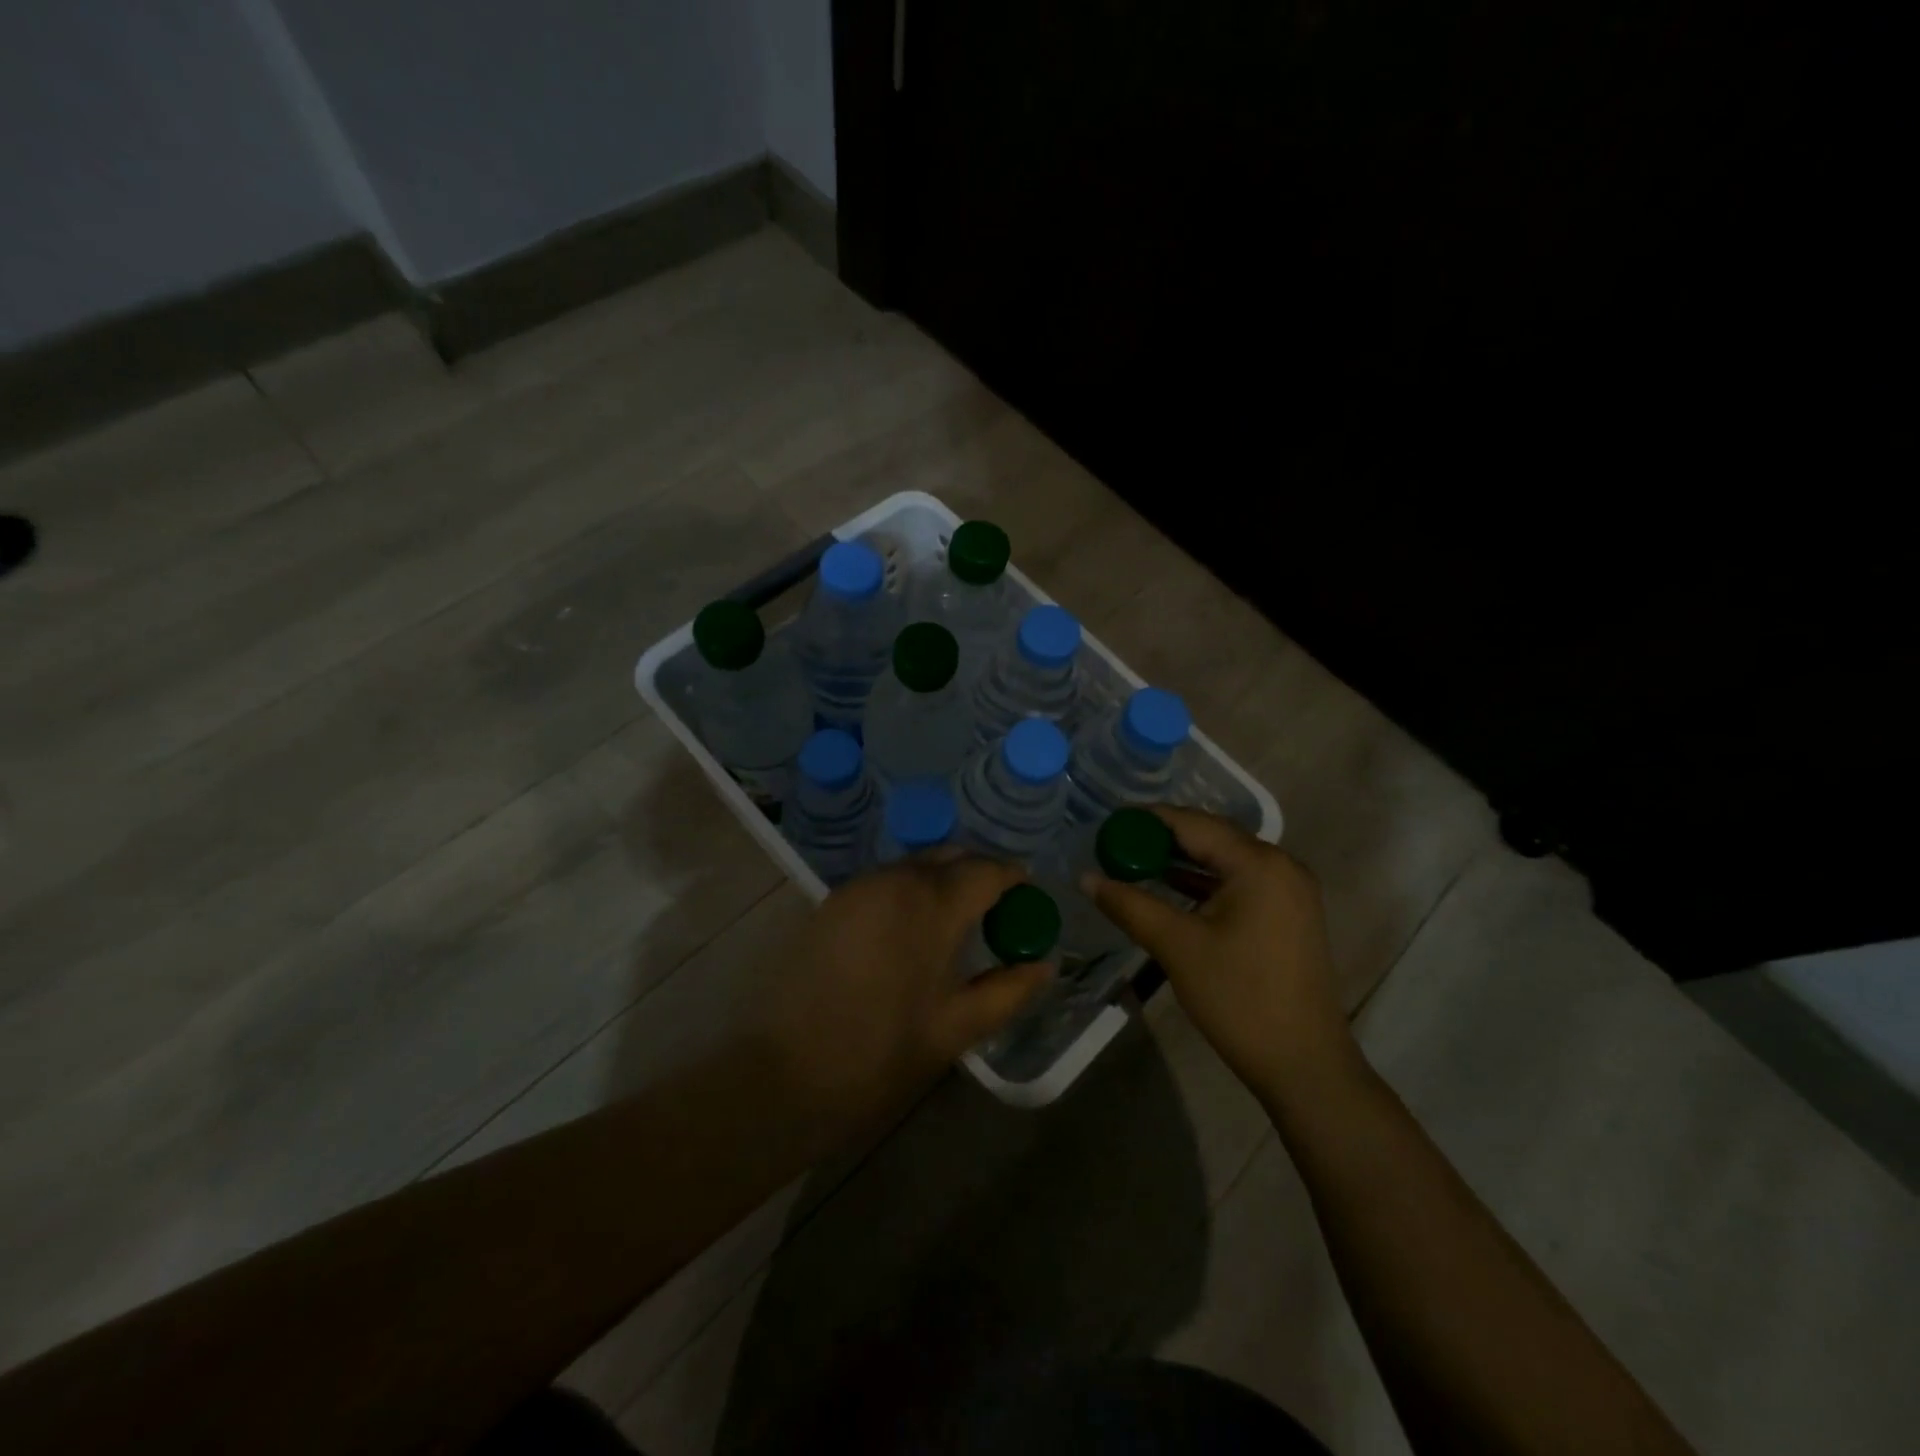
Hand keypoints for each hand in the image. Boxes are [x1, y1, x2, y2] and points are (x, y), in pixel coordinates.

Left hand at [749, 853, 1053, 1130]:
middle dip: (980, 875)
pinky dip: (911, 891)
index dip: (1014, 879)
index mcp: (931, 903)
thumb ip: (1008, 990)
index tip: (1028, 899)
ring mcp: (858, 886)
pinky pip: (886, 881)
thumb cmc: (880, 1053)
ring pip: (916, 866)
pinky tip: (913, 930)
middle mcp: (895, 879)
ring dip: (944, 881)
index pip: (987, 870)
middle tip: (998, 912)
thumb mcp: (956, 1028)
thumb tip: (1044, 965)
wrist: (784, 1072)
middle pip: (951, 857)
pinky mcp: (832, 901)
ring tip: (958, 923)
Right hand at [1084, 806, 1363, 1105]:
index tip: (1108, 824)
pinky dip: (1203, 883)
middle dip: (1162, 838)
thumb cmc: (1239, 998)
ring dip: (1181, 861)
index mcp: (1258, 863)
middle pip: (1211, 837)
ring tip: (1132, 863)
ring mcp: (1289, 890)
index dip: (1148, 819)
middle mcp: (1280, 865)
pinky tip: (1169, 889)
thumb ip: (1129, 904)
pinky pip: (1238, 882)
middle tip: (1115, 844)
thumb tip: (1086, 877)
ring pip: (1224, 860)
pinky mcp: (1288, 914)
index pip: (1193, 823)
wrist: (1304, 1064)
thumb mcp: (1177, 947)